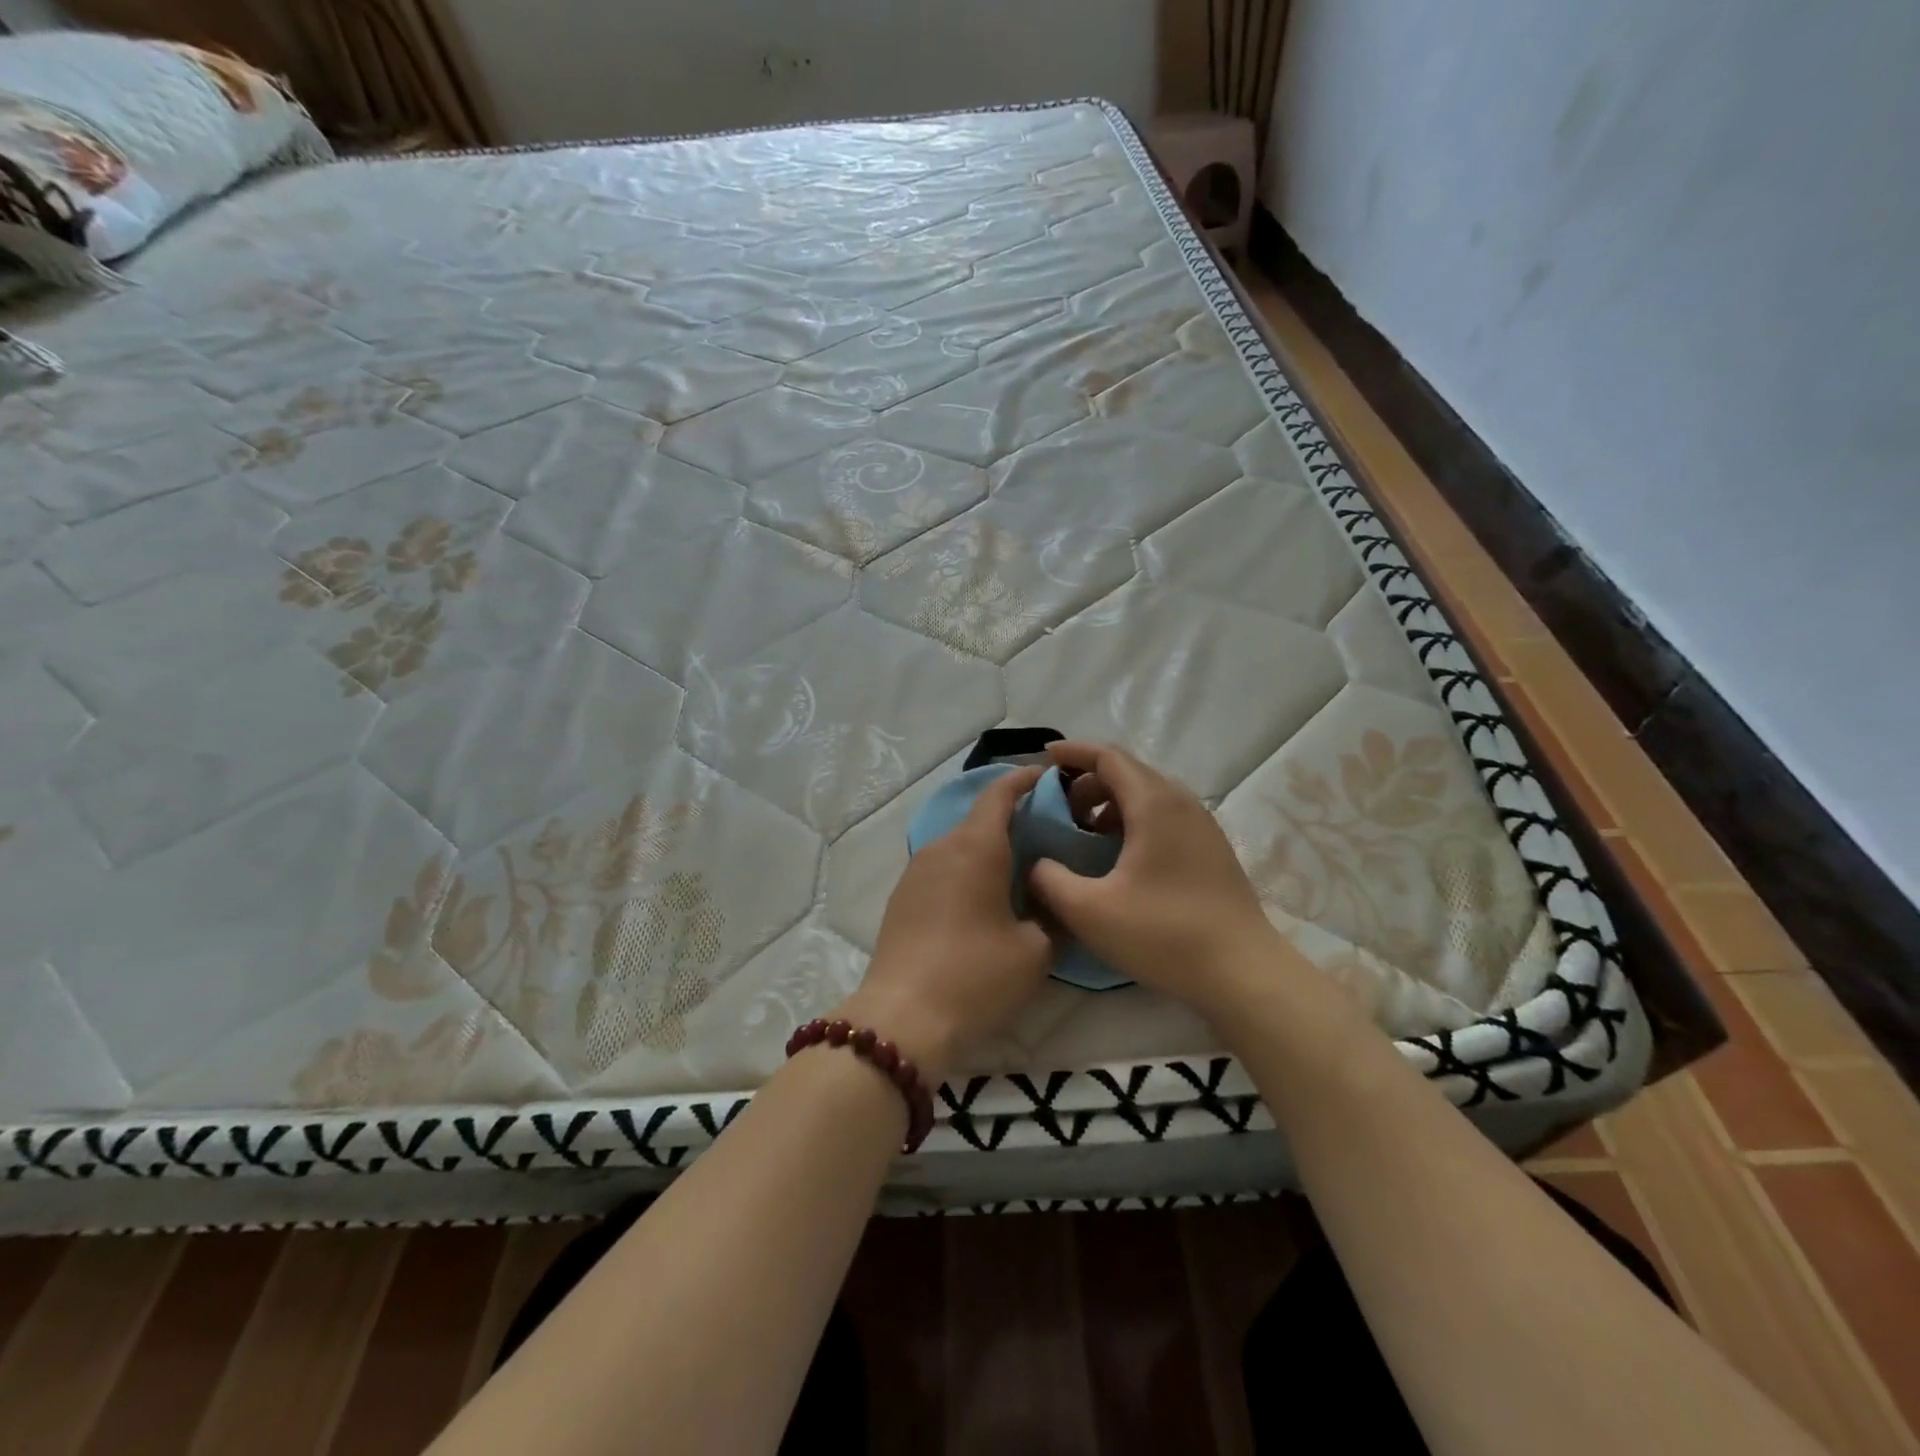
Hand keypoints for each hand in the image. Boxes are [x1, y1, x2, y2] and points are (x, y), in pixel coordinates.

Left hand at [837, 765, 1052, 1082]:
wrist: (903, 1019)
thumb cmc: (976, 976)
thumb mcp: (1035, 950)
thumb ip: (1053, 913)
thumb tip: (1054, 898)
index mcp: (976, 846)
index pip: (1000, 793)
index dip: (1026, 779)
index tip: (1051, 777)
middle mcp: (942, 847)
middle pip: (980, 818)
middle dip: (1014, 818)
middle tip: (1049, 835)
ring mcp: (916, 871)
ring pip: (960, 844)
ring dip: (989, 848)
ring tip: (1020, 869)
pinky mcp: (903, 897)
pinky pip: (943, 868)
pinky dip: (968, 869)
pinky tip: (984, 899)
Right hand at [1028, 742, 1288, 1011]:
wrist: (1242, 972)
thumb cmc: (1163, 933)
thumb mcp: (1089, 910)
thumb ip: (1049, 879)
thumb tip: (1036, 863)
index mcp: (1153, 803)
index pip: (1108, 757)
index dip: (1073, 753)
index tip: (1044, 758)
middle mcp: (1181, 802)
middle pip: (1128, 772)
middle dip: (1088, 781)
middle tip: (1059, 808)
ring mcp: (1202, 825)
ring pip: (1148, 794)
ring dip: (1111, 803)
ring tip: (1085, 834)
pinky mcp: (1211, 849)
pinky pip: (1164, 815)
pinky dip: (1133, 820)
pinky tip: (1119, 857)